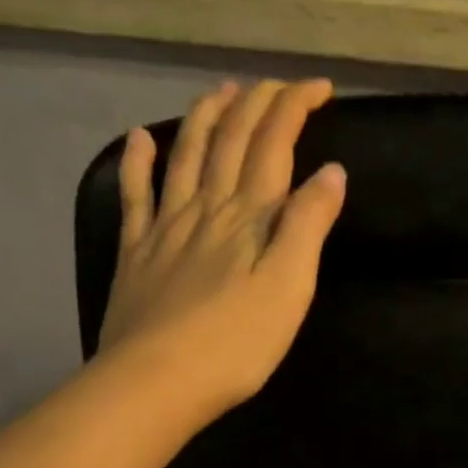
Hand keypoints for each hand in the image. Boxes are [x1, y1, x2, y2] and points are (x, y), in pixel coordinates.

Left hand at [98, 79, 345, 411]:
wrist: (155, 382)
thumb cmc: (236, 342)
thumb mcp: (290, 285)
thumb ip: (309, 225)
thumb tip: (331, 172)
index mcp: (249, 216)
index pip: (274, 144)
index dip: (294, 106)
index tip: (319, 87)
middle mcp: (206, 207)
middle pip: (231, 140)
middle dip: (256, 104)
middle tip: (277, 85)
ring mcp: (165, 227)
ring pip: (186, 156)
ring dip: (206, 118)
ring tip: (222, 92)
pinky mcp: (136, 252)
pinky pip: (136, 195)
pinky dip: (139, 162)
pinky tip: (140, 139)